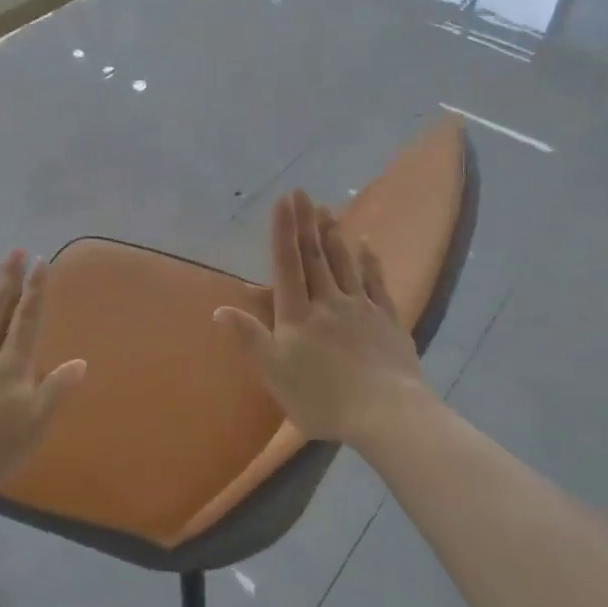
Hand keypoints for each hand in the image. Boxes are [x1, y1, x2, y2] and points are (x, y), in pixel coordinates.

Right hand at [213, 190, 425, 443]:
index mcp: (298, 316)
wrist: (384, 413)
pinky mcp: (388, 320)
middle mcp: (328, 303)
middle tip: (303, 193)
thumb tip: (220, 309)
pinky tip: (367, 245)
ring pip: (344, 264)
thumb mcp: (275, 373)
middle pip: (315, 257)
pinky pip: (377, 283)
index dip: (284, 232)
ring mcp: (361, 309)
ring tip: (327, 210)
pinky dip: (370, 261)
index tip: (283, 200)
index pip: (287, 266)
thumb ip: (249, 338)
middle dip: (306, 224)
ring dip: (334, 236)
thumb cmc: (321, 398)